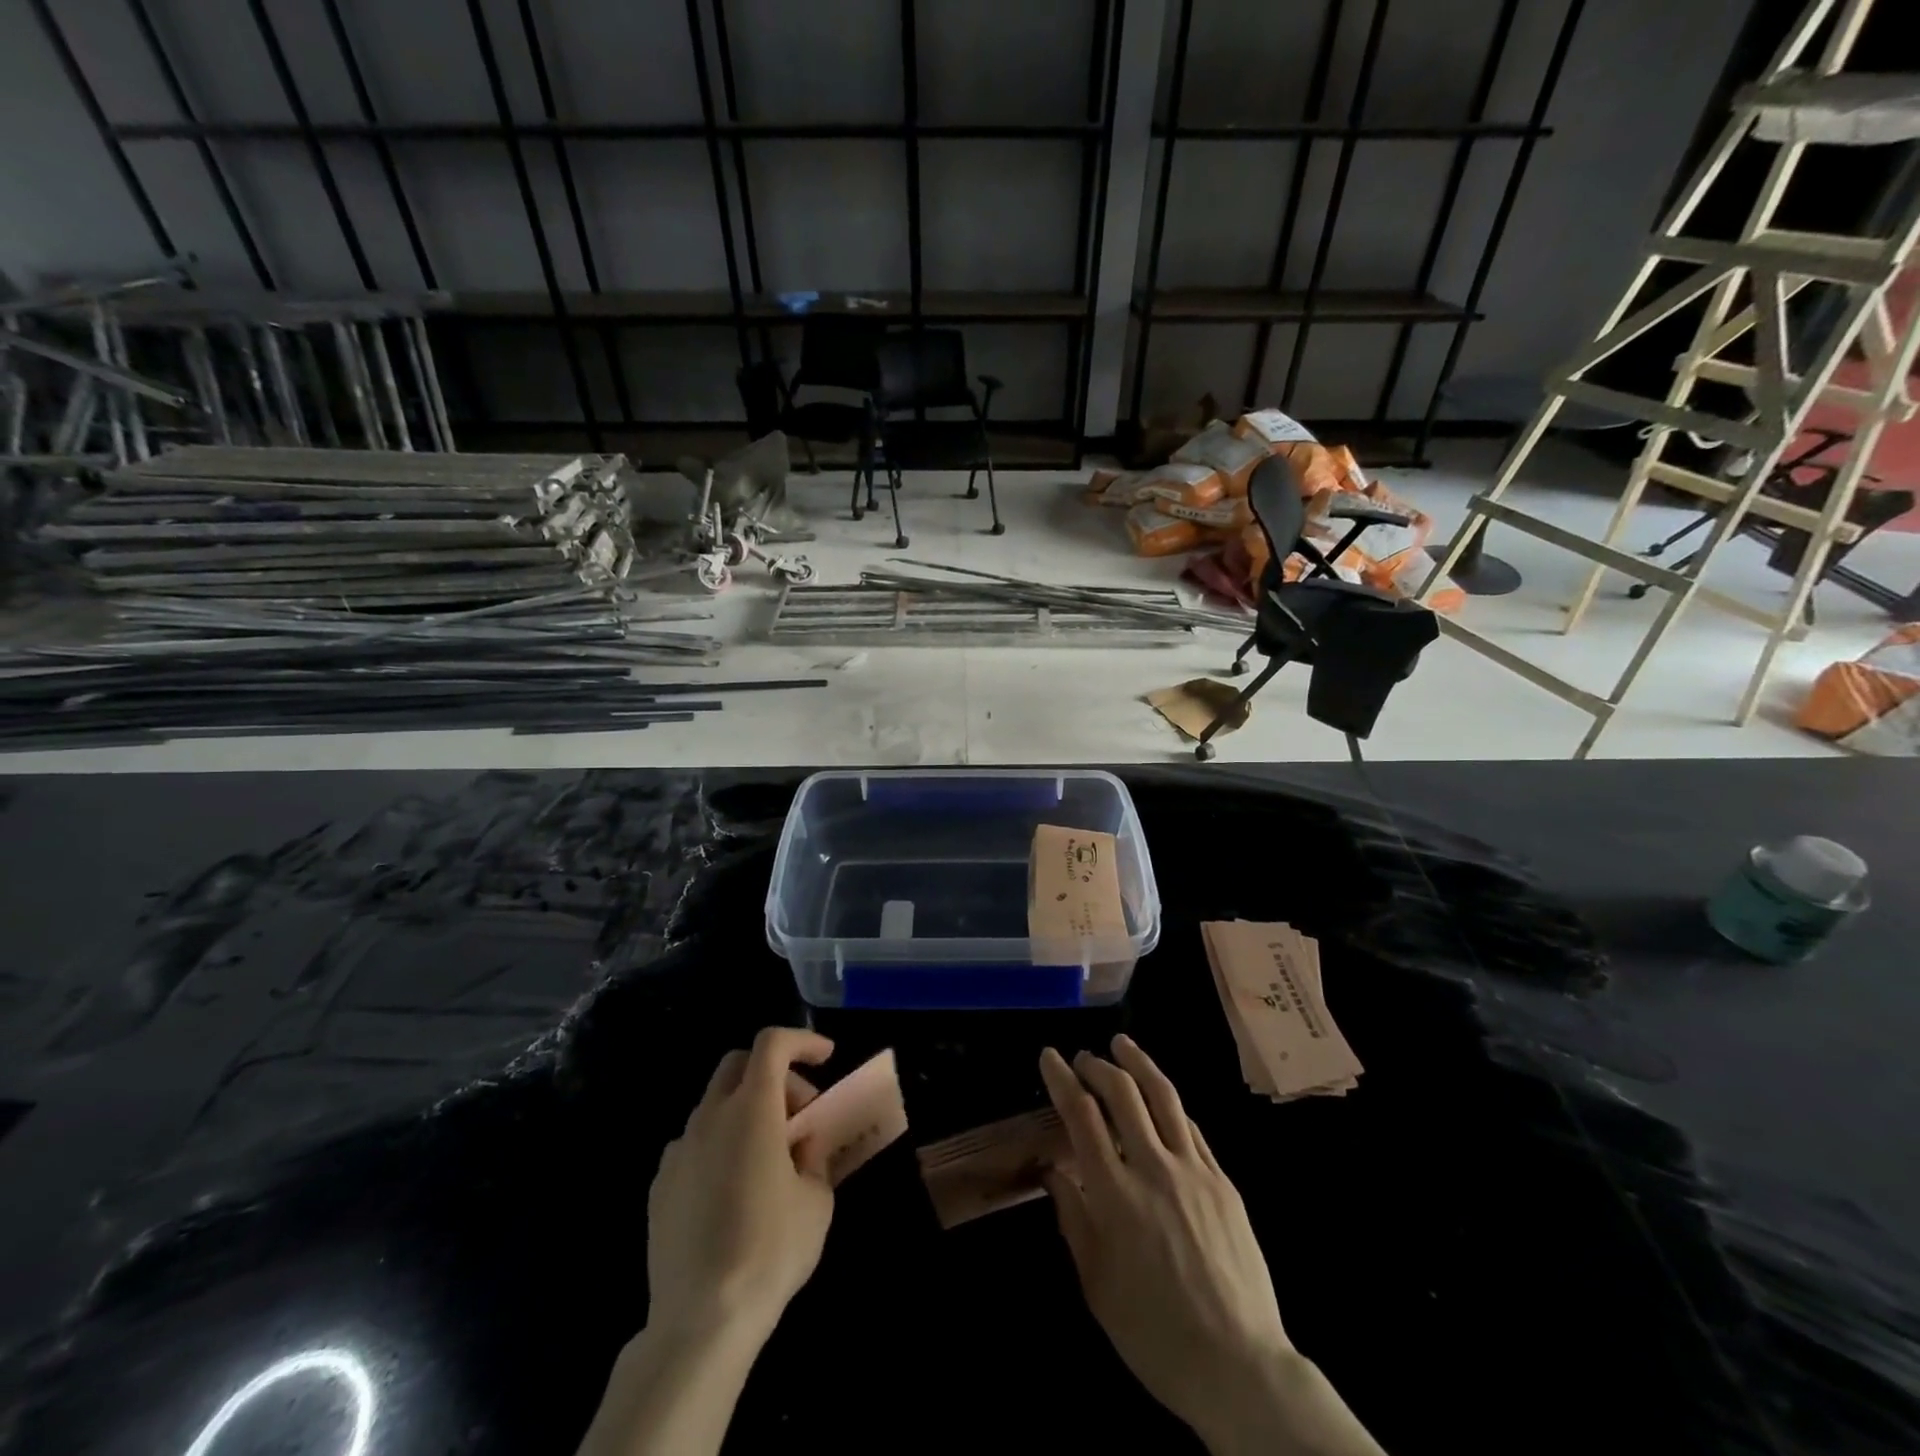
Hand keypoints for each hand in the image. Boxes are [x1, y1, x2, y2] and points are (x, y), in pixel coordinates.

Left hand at [646, 1027, 836, 1344]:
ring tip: (769, 1158)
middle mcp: (710, 1117)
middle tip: (800, 1113)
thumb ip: (812, 1157)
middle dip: (775, 1074)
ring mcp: (679, 1151)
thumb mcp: (817, 1199)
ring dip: (746, 1111)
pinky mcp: (660, 1187)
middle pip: (738, 1064)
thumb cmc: (770, 1250)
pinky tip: (734, 1190)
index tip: (826, 1057)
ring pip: (715, 1105)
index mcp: (751, 1109)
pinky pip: (695, 1144)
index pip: (772, 1044)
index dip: (802, 1040)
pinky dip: (720, 1145)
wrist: (701, 1320)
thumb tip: (800, 1146)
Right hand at [1040, 1037, 1382, 1455]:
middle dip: (1098, 1064)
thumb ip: (1072, 1218)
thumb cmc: (1154, 1332)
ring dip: (1139, 1063)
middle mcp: (1154, 1168)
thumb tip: (1052, 1172)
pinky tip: (1162, 1098)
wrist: (1238, 1366)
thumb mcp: (1096, 1284)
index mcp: (1115, 1194)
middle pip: (1123, 1093)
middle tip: (1083, 1056)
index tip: (1050, 1056)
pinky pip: (1192, 1127)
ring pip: (1164, 1096)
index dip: (1062, 1079)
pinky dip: (1170, 1103)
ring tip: (1122, 1044)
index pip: (1081, 1115)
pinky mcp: (1224, 1182)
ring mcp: (1195, 1171)